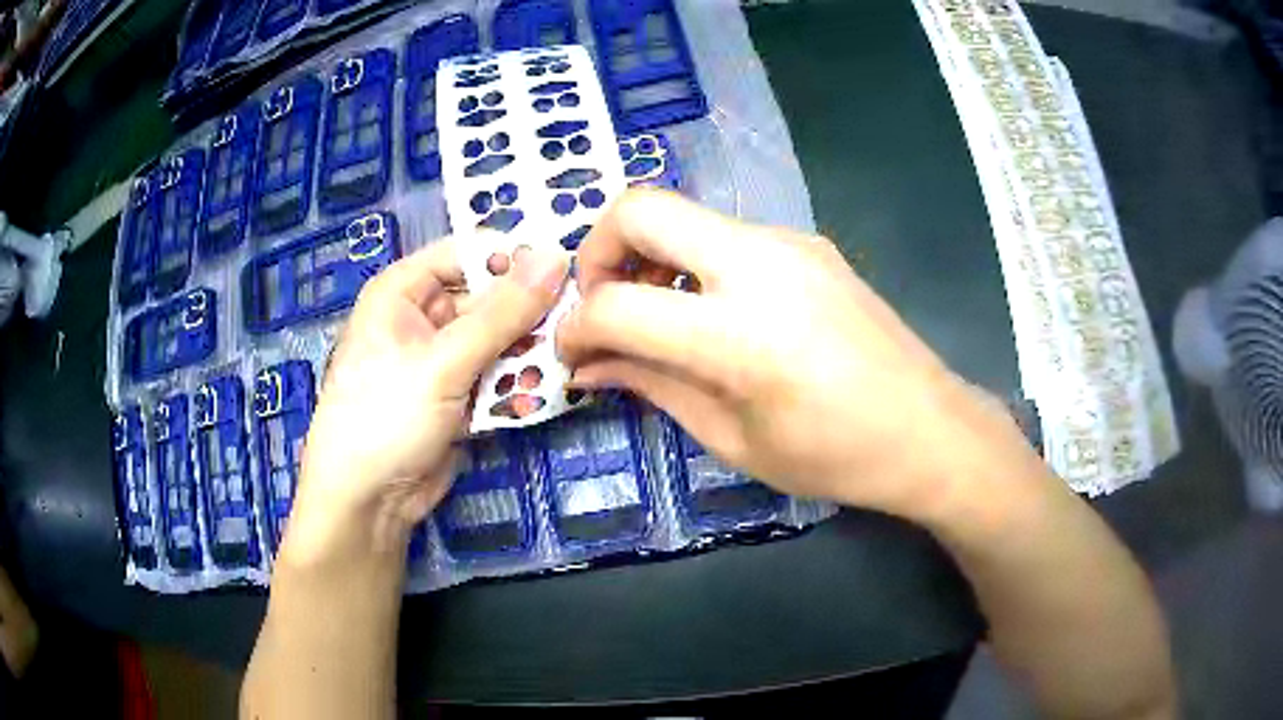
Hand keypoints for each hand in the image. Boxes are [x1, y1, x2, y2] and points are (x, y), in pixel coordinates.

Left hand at [284, 241, 569, 563]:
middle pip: (489, 298)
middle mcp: (423, 317)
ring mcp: (442, 360)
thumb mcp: (444, 361)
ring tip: (565, 361)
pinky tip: (543, 392)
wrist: (369, 502)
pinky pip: (497, 376)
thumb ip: (502, 313)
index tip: (568, 267)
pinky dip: (518, 384)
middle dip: (529, 313)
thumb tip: (556, 258)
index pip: (468, 254)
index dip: (515, 257)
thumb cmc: (387, 416)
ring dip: (528, 352)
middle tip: (578, 320)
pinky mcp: (459, 396)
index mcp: (404, 291)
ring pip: (499, 340)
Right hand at [558, 189, 1025, 518]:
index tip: (573, 352)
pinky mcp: (808, 242)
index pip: (616, 304)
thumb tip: (588, 366)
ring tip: (657, 313)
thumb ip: (652, 388)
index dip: (575, 328)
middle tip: (603, 302)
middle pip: (641, 208)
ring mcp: (789, 242)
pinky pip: (726, 233)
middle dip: (598, 250)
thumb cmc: (834, 457)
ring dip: (649, 254)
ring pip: (684, 215)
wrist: (928, 429)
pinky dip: (694, 261)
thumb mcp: (731, 439)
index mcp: (739, 334)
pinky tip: (712, 309)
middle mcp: (761, 264)